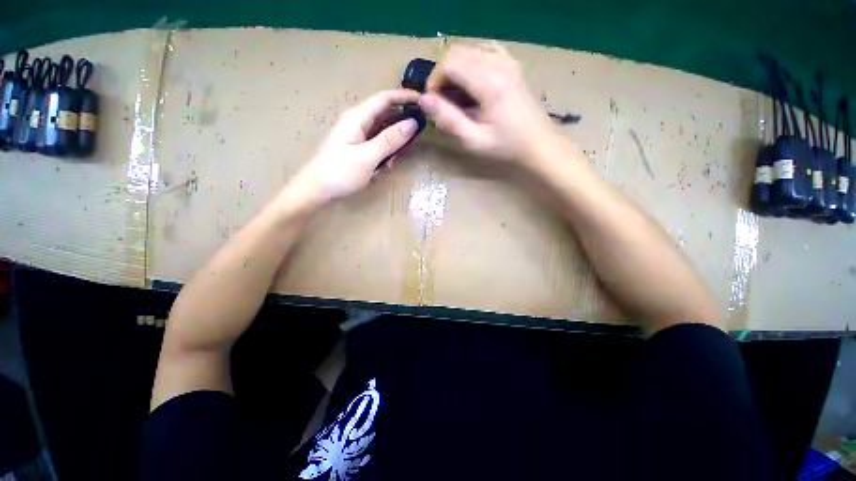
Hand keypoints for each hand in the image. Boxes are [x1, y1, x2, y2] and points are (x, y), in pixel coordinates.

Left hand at [290, 89, 420, 204]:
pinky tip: (389, 162)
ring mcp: (357, 135)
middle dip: (402, 121)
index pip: (384, 98)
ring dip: (395, 140)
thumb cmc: (340, 172)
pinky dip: (387, 150)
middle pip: (385, 113)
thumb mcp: (367, 156)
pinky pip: (378, 142)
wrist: (316, 189)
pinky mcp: (358, 147)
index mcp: (357, 117)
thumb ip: (389, 140)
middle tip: (419, 132)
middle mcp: (357, 121)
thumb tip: (412, 123)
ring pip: (383, 129)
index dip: (404, 96)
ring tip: (403, 152)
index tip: (423, 100)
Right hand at [418, 43, 557, 163]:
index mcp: (489, 82)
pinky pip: (482, 50)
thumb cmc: (506, 146)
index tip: (434, 103)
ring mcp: (507, 59)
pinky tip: (471, 84)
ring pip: (468, 49)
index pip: (449, 64)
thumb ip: (448, 119)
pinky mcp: (511, 62)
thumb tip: (424, 100)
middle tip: (443, 102)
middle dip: (442, 75)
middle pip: (457, 52)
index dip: (434, 81)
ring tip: (456, 96)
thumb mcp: (474, 140)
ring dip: (455, 70)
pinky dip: (469, 64)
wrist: (539, 143)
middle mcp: (498, 62)